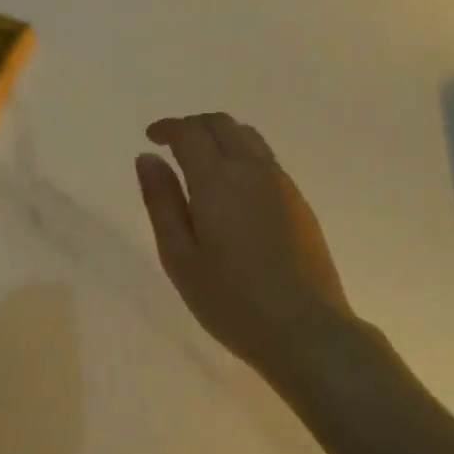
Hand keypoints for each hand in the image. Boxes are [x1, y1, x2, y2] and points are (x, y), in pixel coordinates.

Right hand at [136, 113, 355, 384]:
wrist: (306, 329)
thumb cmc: (231, 300)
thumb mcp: (180, 257)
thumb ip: (161, 203)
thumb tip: (148, 159)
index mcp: (218, 180)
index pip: (190, 132)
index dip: (168, 128)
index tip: (151, 137)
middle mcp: (253, 170)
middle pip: (223, 124)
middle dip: (194, 126)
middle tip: (173, 144)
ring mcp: (282, 184)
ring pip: (249, 138)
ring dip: (220, 136)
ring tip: (201, 161)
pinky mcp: (300, 202)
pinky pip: (266, 159)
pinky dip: (242, 154)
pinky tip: (233, 188)